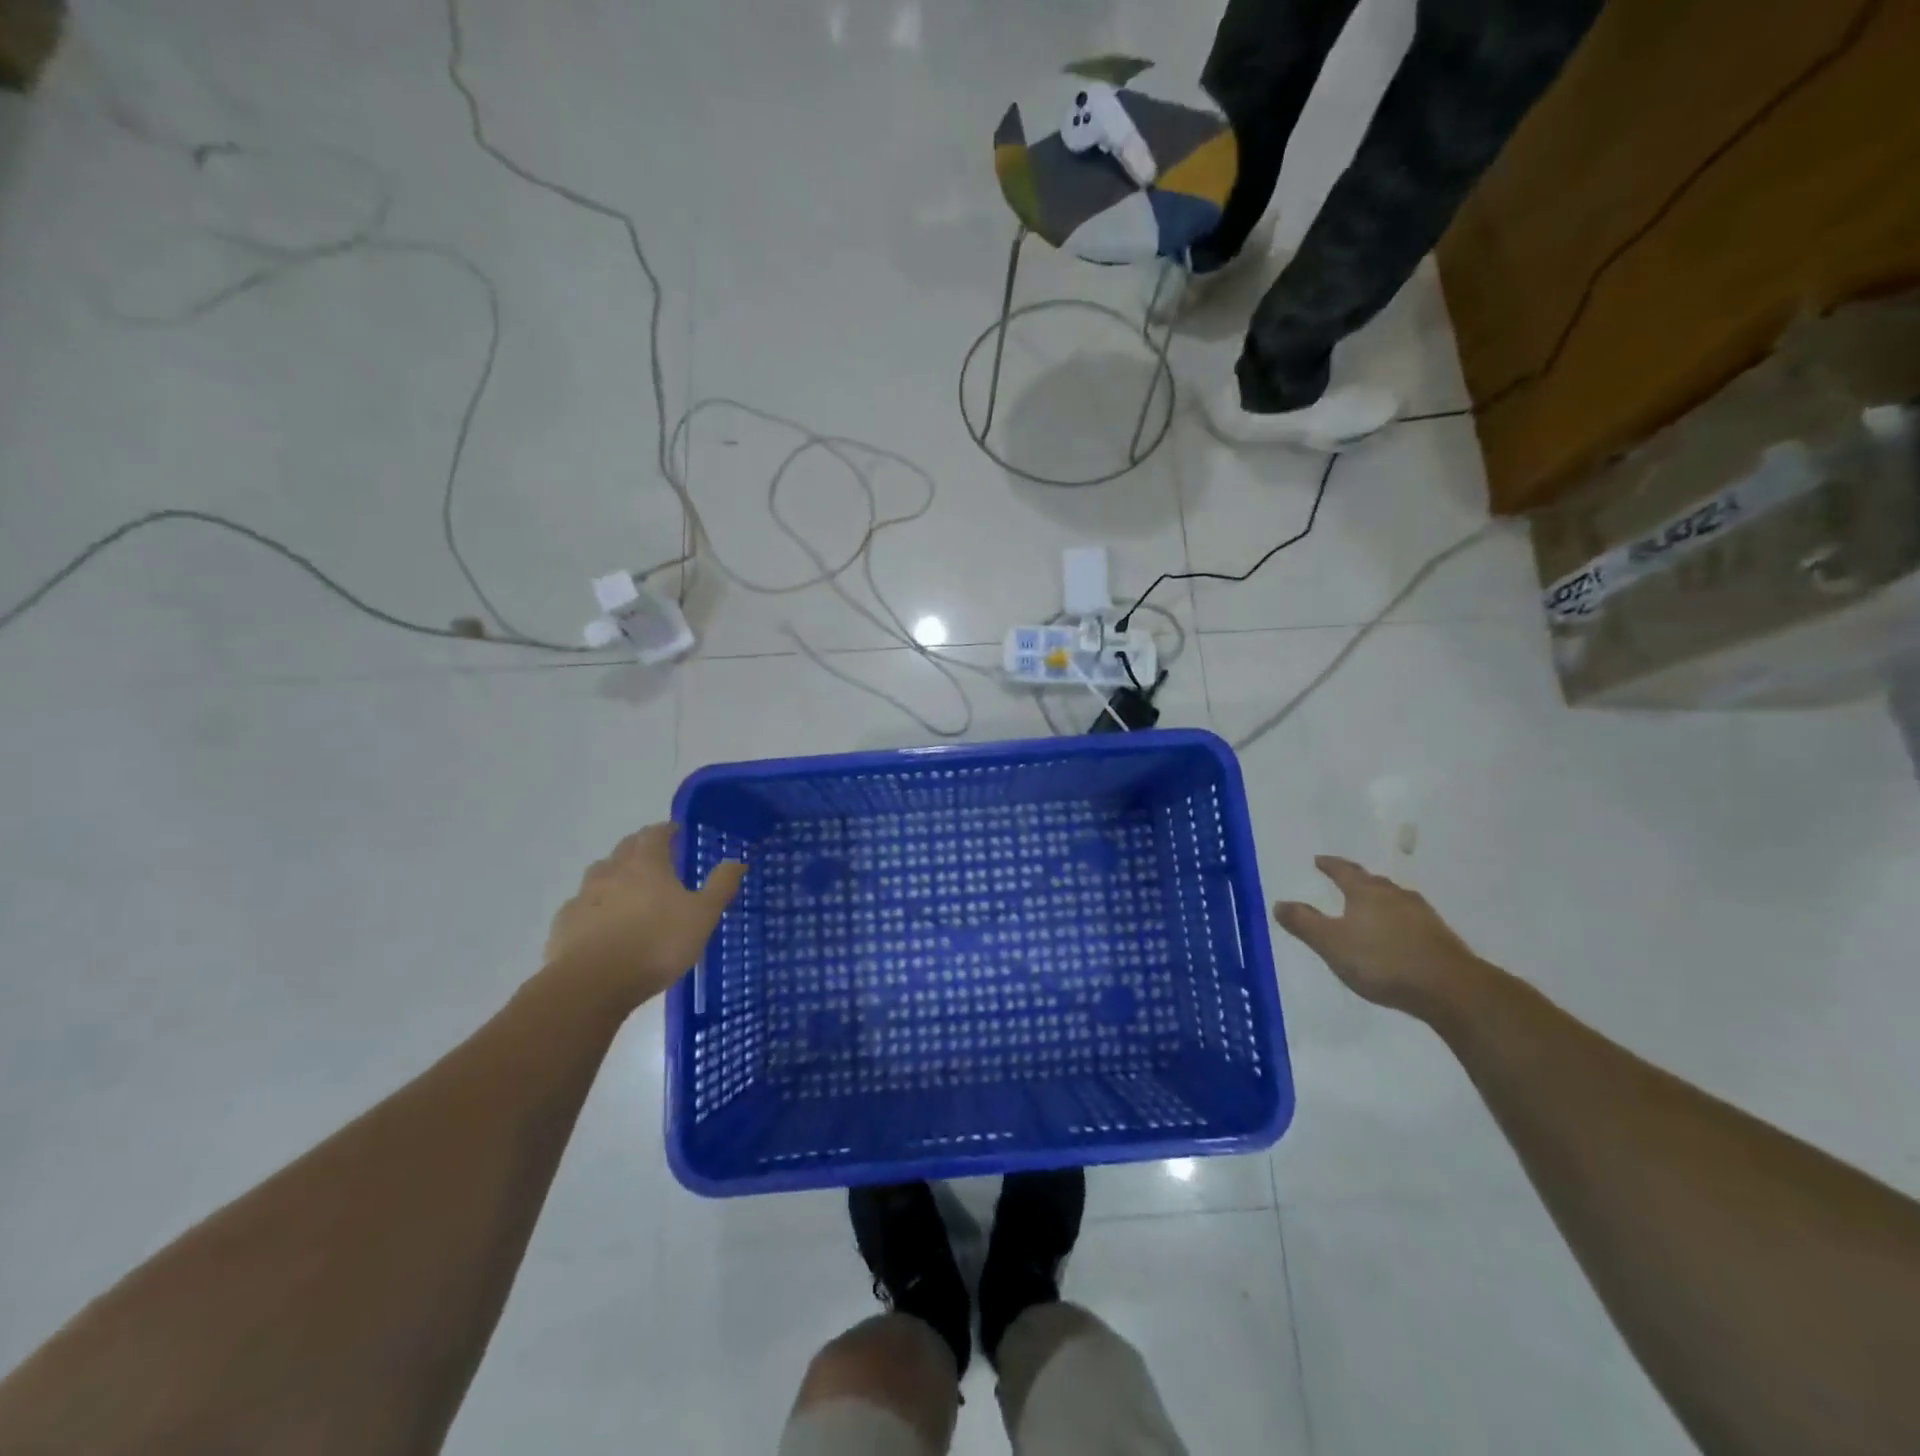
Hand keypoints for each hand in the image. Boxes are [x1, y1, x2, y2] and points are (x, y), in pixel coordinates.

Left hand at [544, 825, 744, 1006]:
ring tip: (628, 888)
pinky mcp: (564, 924)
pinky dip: (594, 906)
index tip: (675, 832)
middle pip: (625, 848)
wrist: (593, 984)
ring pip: (599, 874)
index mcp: (646, 864)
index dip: (666, 830)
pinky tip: (601, 923)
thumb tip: (737, 860)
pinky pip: (581, 906)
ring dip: (614, 873)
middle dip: (640, 847)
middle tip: (656, 857)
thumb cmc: (657, 943)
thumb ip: (720, 885)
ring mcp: (584, 897)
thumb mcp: (702, 915)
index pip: (655, 833)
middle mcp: (612, 871)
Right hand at [1273, 856, 1481, 1016]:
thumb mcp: (1331, 944)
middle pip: (1373, 882)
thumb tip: (1279, 903)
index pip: (1344, 871)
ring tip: (1371, 907)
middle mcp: (1395, 896)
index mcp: (1366, 893)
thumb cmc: (1382, 961)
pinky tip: (1399, 935)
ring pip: (1396, 899)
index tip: (1319, 860)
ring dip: (1381, 900)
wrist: (1450, 988)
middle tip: (1344, 881)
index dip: (1330, 865)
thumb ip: (1304, 923)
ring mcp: (1423, 915)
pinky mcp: (1441, 937)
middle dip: (1357, 880)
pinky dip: (1399, 921)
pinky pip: (1412, 920)